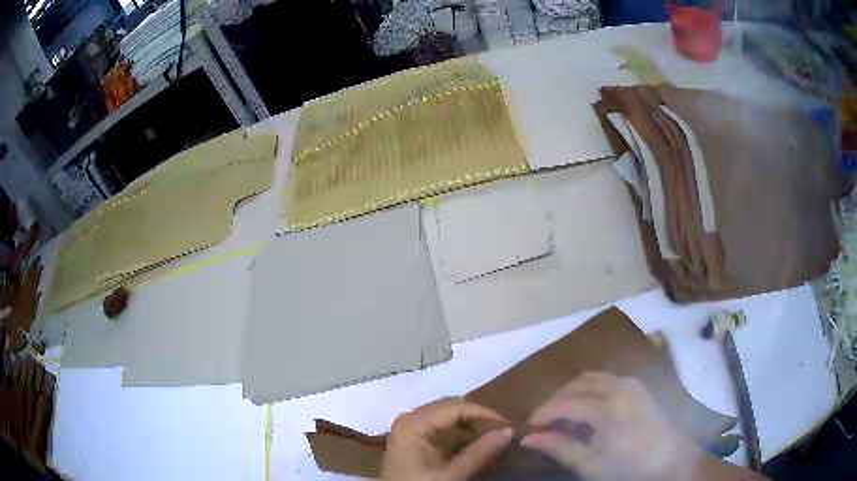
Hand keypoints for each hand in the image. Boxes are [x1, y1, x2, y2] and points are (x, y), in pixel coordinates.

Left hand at [381, 397, 513, 480]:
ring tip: (494, 436)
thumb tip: (509, 431)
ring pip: (447, 416)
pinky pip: (440, 427)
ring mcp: (410, 427)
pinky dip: (460, 433)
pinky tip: (476, 443)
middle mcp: (410, 418)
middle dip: (479, 418)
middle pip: (451, 408)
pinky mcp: (412, 438)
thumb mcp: (451, 475)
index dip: (485, 413)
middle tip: (504, 431)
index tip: (509, 425)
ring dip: (471, 425)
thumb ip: (479, 452)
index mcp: (414, 423)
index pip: (456, 407)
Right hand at [521, 372, 700, 480]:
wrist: (670, 459)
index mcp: (608, 410)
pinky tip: (586, 408)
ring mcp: (630, 382)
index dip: (543, 412)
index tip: (528, 426)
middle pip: (576, 384)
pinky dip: (588, 388)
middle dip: (555, 400)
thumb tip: (527, 438)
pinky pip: (605, 378)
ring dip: (571, 392)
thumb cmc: (629, 467)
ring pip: (590, 377)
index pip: (566, 403)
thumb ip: (559, 448)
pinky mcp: (636, 385)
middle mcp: (618, 387)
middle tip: (543, 421)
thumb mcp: (590, 465)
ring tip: (562, 414)